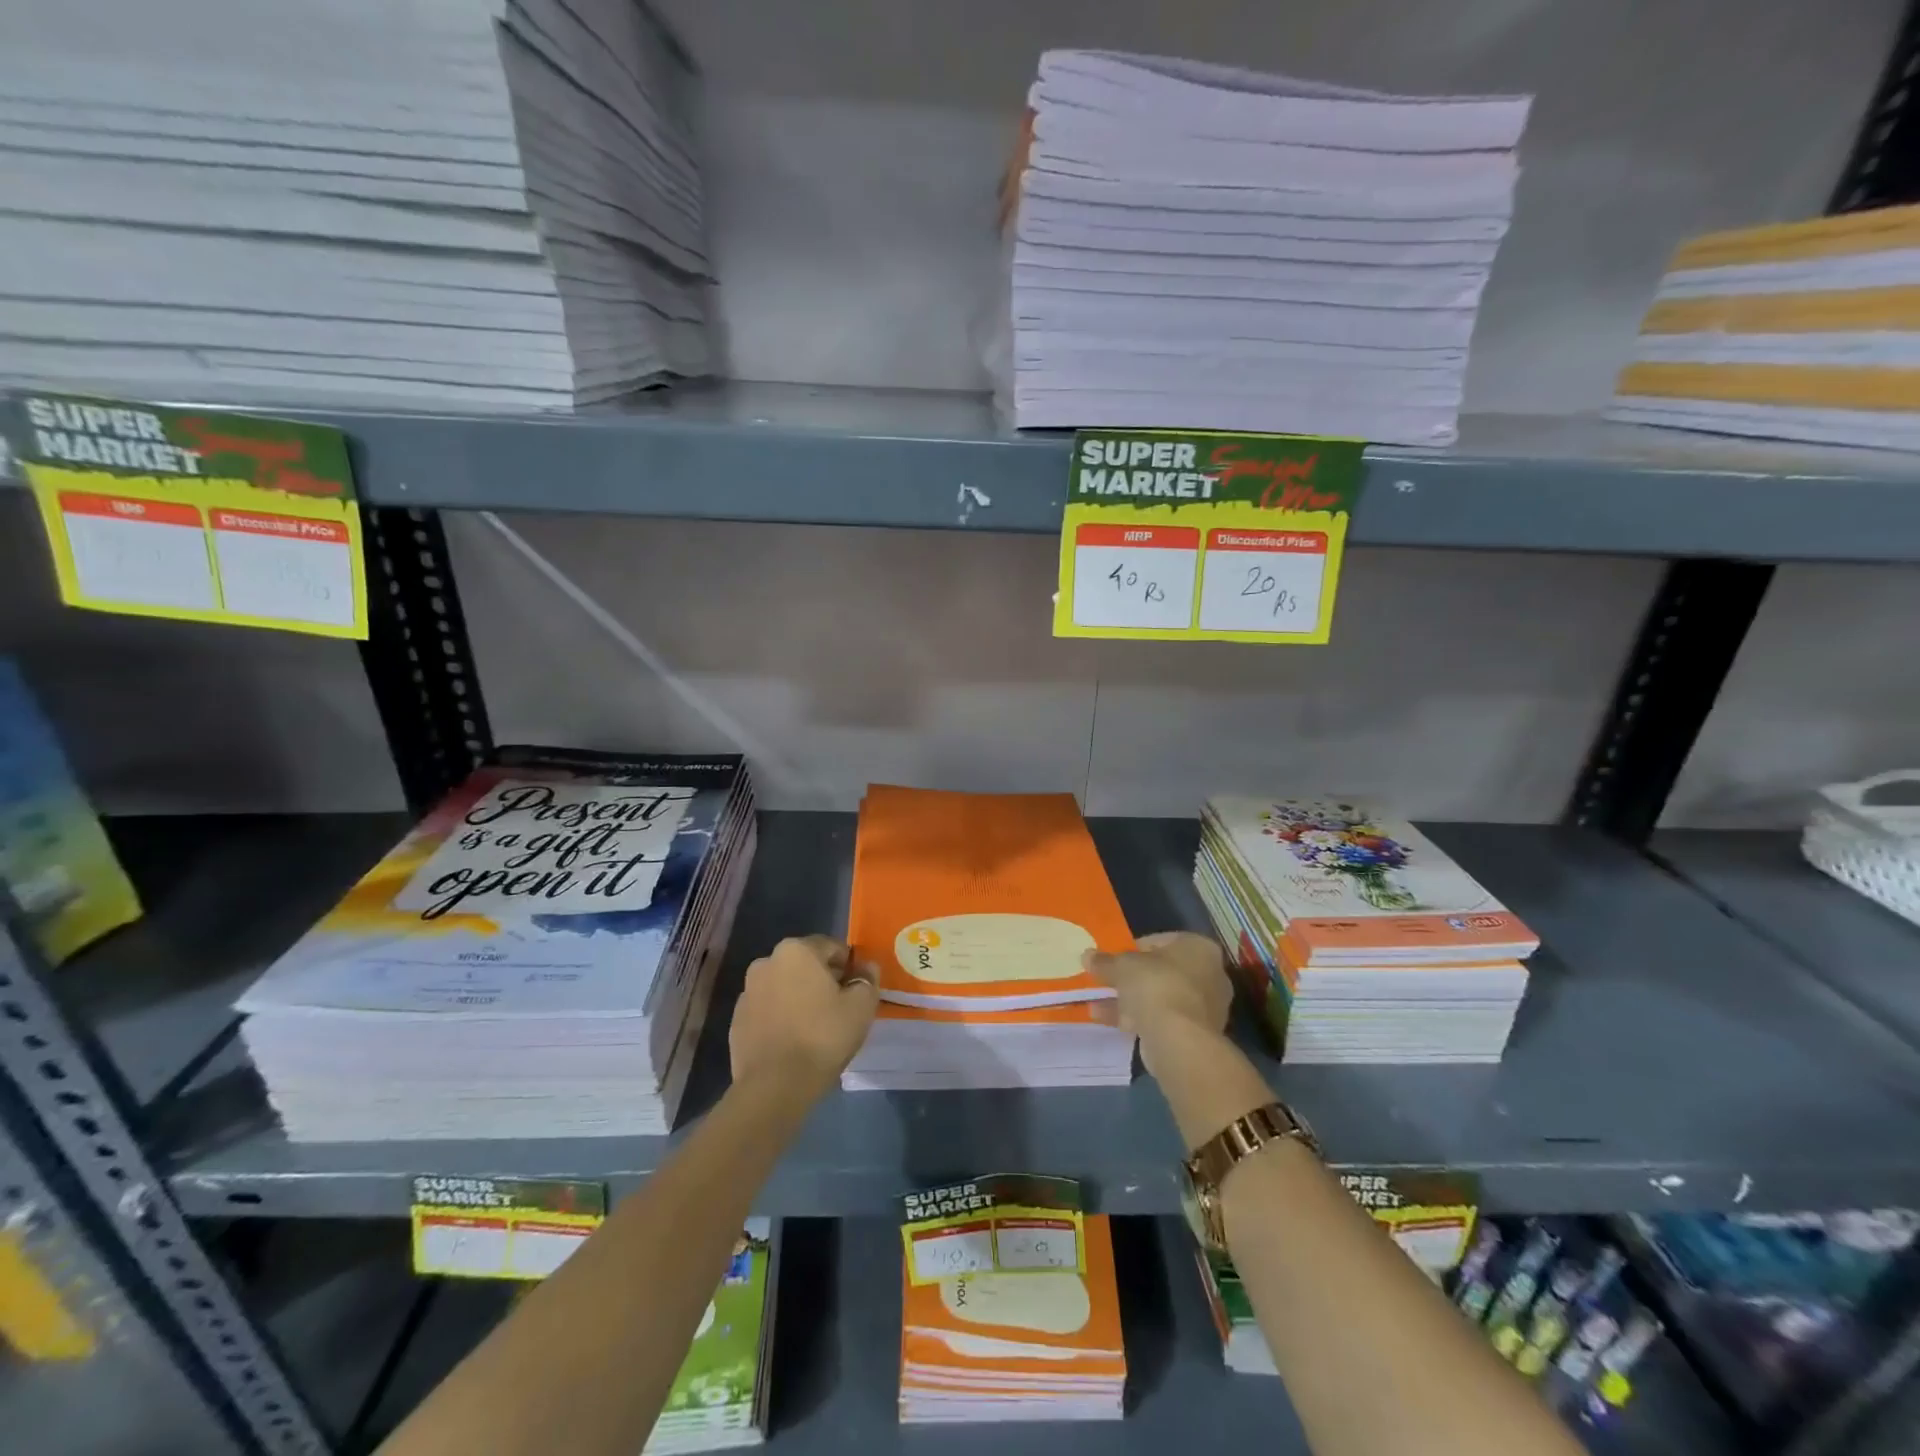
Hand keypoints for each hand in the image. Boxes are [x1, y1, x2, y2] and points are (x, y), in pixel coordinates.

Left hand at [730, 935, 878, 1094]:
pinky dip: (781, 1017)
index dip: (849, 967)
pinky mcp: (737, 1021)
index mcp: (796, 950)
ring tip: (815, 1027)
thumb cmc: (823, 1036)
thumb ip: (867, 979)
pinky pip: (768, 1010)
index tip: (858, 989)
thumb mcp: (862, 1006)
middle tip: (840, 1008)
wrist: (774, 1086)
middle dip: (823, 980)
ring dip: (799, 998)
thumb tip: (866, 968)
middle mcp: (766, 962)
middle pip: (805, 964)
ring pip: (784, 987)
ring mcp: (747, 992)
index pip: (832, 947)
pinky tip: (793, 1041)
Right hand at [1083, 931, 1232, 1066]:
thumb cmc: (1156, 986)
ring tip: (1098, 1006)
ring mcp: (1206, 1006)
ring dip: (1130, 1001)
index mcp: (1199, 947)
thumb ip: (1105, 961)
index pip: (1161, 940)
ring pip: (1160, 997)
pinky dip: (1140, 1019)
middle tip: (1107, 983)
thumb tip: (1087, 956)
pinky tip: (1112, 1023)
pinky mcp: (1197, 1033)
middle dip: (1131, 979)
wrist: (1179, 1040)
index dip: (1133, 949)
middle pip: (1161, 971)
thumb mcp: (1122, 966)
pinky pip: (1163, 1019)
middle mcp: (1209, 974)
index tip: (1113, 960)